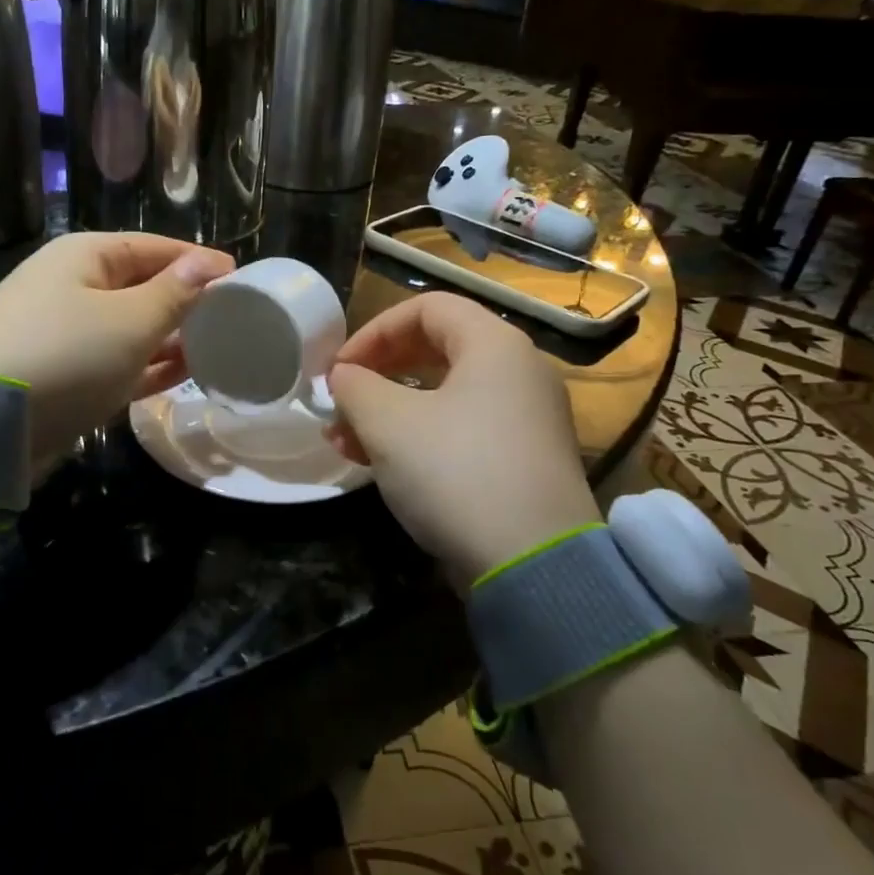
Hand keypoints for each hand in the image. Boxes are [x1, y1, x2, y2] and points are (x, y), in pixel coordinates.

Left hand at [0, 232, 233, 474]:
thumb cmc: (65, 355)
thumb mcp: (130, 321)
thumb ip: (175, 294)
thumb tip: (209, 263)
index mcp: (85, 257)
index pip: (154, 248)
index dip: (198, 261)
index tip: (241, 278)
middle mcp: (73, 287)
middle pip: (142, 287)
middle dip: (186, 302)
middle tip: (235, 319)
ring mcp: (65, 334)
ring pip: (131, 328)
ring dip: (170, 338)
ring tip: (217, 347)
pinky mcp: (63, 375)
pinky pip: (117, 362)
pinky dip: (148, 366)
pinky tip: (184, 373)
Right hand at [327, 293, 599, 589]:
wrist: (534, 566)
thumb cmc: (456, 472)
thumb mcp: (388, 423)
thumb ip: (355, 386)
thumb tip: (343, 376)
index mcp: (495, 345)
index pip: (426, 308)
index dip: (374, 331)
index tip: (339, 369)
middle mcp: (520, 372)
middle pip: (436, 349)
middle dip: (378, 374)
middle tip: (341, 401)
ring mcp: (527, 419)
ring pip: (444, 396)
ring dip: (389, 412)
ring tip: (345, 442)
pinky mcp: (524, 461)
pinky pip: (462, 430)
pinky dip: (419, 437)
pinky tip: (380, 465)